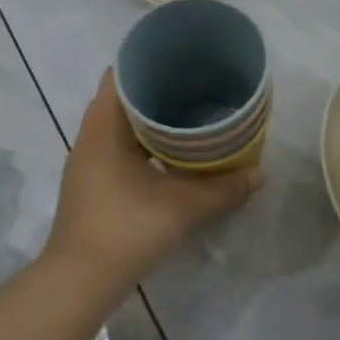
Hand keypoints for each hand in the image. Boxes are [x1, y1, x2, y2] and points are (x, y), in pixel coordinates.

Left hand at [42, 71, 261, 296]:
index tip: (181, 57)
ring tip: (188, 113)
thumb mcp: (183, 206)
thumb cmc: (127, 229)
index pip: (121, 75)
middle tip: (195, 84)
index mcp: (104, 127)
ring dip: (149, 118)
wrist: (79, 281)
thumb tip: (260, 174)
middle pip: (122, 98)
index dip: (150, 61)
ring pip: (119, 125)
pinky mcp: (91, 184)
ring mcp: (87, 162)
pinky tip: (170, 152)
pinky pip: (118, 146)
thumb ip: (223, 188)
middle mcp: (90, 137)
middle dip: (156, 89)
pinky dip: (142, 141)